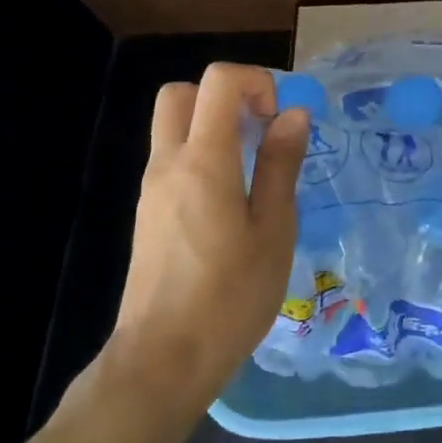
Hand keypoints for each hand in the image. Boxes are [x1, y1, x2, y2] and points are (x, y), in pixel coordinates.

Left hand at [106, 63, 307, 413]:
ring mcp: (152, 189)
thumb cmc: (230, 298)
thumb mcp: (273, 231)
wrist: (162, 361)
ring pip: (174, 127)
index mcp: (203, 161)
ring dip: (213, 126)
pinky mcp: (148, 214)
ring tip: (254, 170)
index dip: (255, 81)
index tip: (279, 118)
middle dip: (224, 96)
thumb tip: (293, 115)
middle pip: (182, 94)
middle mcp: (168, 163)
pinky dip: (202, 156)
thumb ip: (280, 166)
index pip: (218, 81)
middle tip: (260, 130)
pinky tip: (232, 203)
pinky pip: (173, 160)